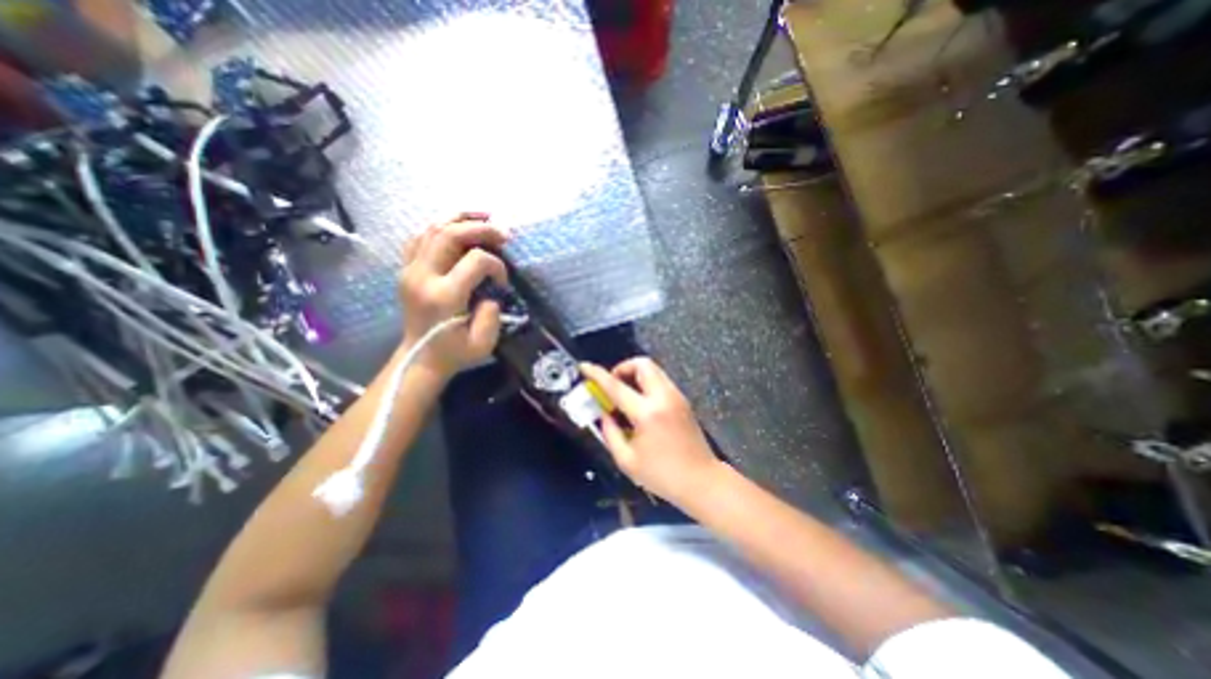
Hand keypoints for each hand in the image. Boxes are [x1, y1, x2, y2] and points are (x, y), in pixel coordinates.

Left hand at [401, 212, 506, 376]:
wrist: (419, 359)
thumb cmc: (455, 353)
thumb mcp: (483, 343)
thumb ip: (492, 314)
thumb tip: (490, 289)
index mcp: (444, 296)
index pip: (476, 260)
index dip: (497, 266)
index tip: (502, 282)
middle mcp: (423, 276)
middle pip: (450, 234)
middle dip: (481, 227)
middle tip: (503, 232)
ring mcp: (410, 270)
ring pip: (432, 229)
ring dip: (460, 218)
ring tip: (484, 217)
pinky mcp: (406, 270)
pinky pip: (420, 237)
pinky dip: (440, 227)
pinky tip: (457, 228)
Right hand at [576, 361, 715, 502]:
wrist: (702, 481)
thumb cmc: (662, 475)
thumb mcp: (627, 461)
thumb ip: (610, 433)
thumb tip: (603, 414)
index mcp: (647, 413)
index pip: (616, 386)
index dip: (597, 374)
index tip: (584, 367)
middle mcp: (663, 397)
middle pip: (642, 364)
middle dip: (622, 368)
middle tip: (613, 386)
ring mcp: (676, 396)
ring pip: (653, 369)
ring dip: (635, 375)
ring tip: (625, 395)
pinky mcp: (683, 400)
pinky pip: (660, 380)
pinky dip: (646, 383)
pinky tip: (640, 404)